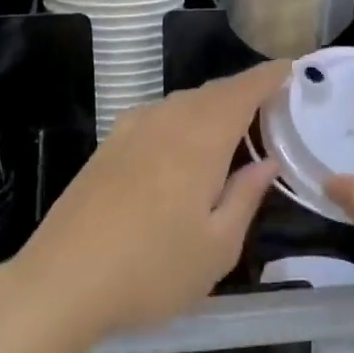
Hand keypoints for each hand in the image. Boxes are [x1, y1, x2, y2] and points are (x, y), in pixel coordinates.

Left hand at [7, 60, 286, 345]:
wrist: (61, 283)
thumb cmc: (152, 271)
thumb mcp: (217, 247)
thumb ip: (245, 197)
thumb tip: (266, 162)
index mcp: (198, 141)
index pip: (241, 92)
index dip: (269, 77)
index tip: (292, 69)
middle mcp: (163, 123)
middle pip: (209, 94)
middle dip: (242, 92)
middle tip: (270, 104)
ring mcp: (127, 134)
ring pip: (178, 104)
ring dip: (209, 106)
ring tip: (231, 126)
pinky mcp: (104, 151)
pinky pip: (153, 118)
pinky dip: (179, 120)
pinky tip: (180, 145)